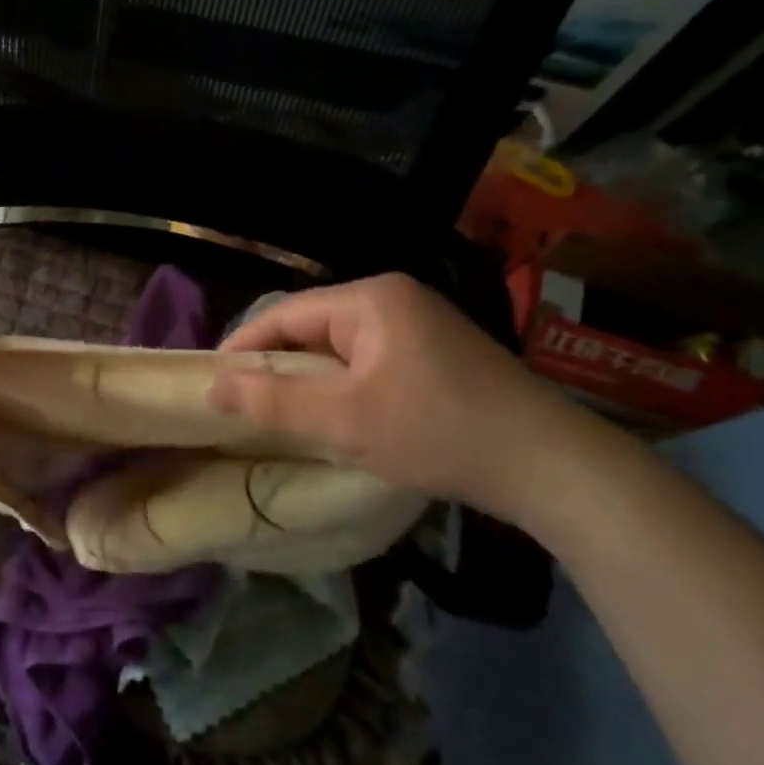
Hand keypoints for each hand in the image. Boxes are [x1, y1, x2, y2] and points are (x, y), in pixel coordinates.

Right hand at [211, 274, 593, 523]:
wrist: (551, 466)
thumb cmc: (439, 432)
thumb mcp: (345, 421)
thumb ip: (273, 402)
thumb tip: (213, 386)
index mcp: (370, 299)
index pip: (284, 314)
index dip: (243, 347)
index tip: (212, 382)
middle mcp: (394, 298)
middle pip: (312, 327)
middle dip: (276, 365)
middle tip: (243, 405)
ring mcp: (420, 323)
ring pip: (340, 347)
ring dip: (309, 378)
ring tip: (280, 414)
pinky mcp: (437, 352)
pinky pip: (368, 360)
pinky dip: (343, 384)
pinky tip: (335, 414)